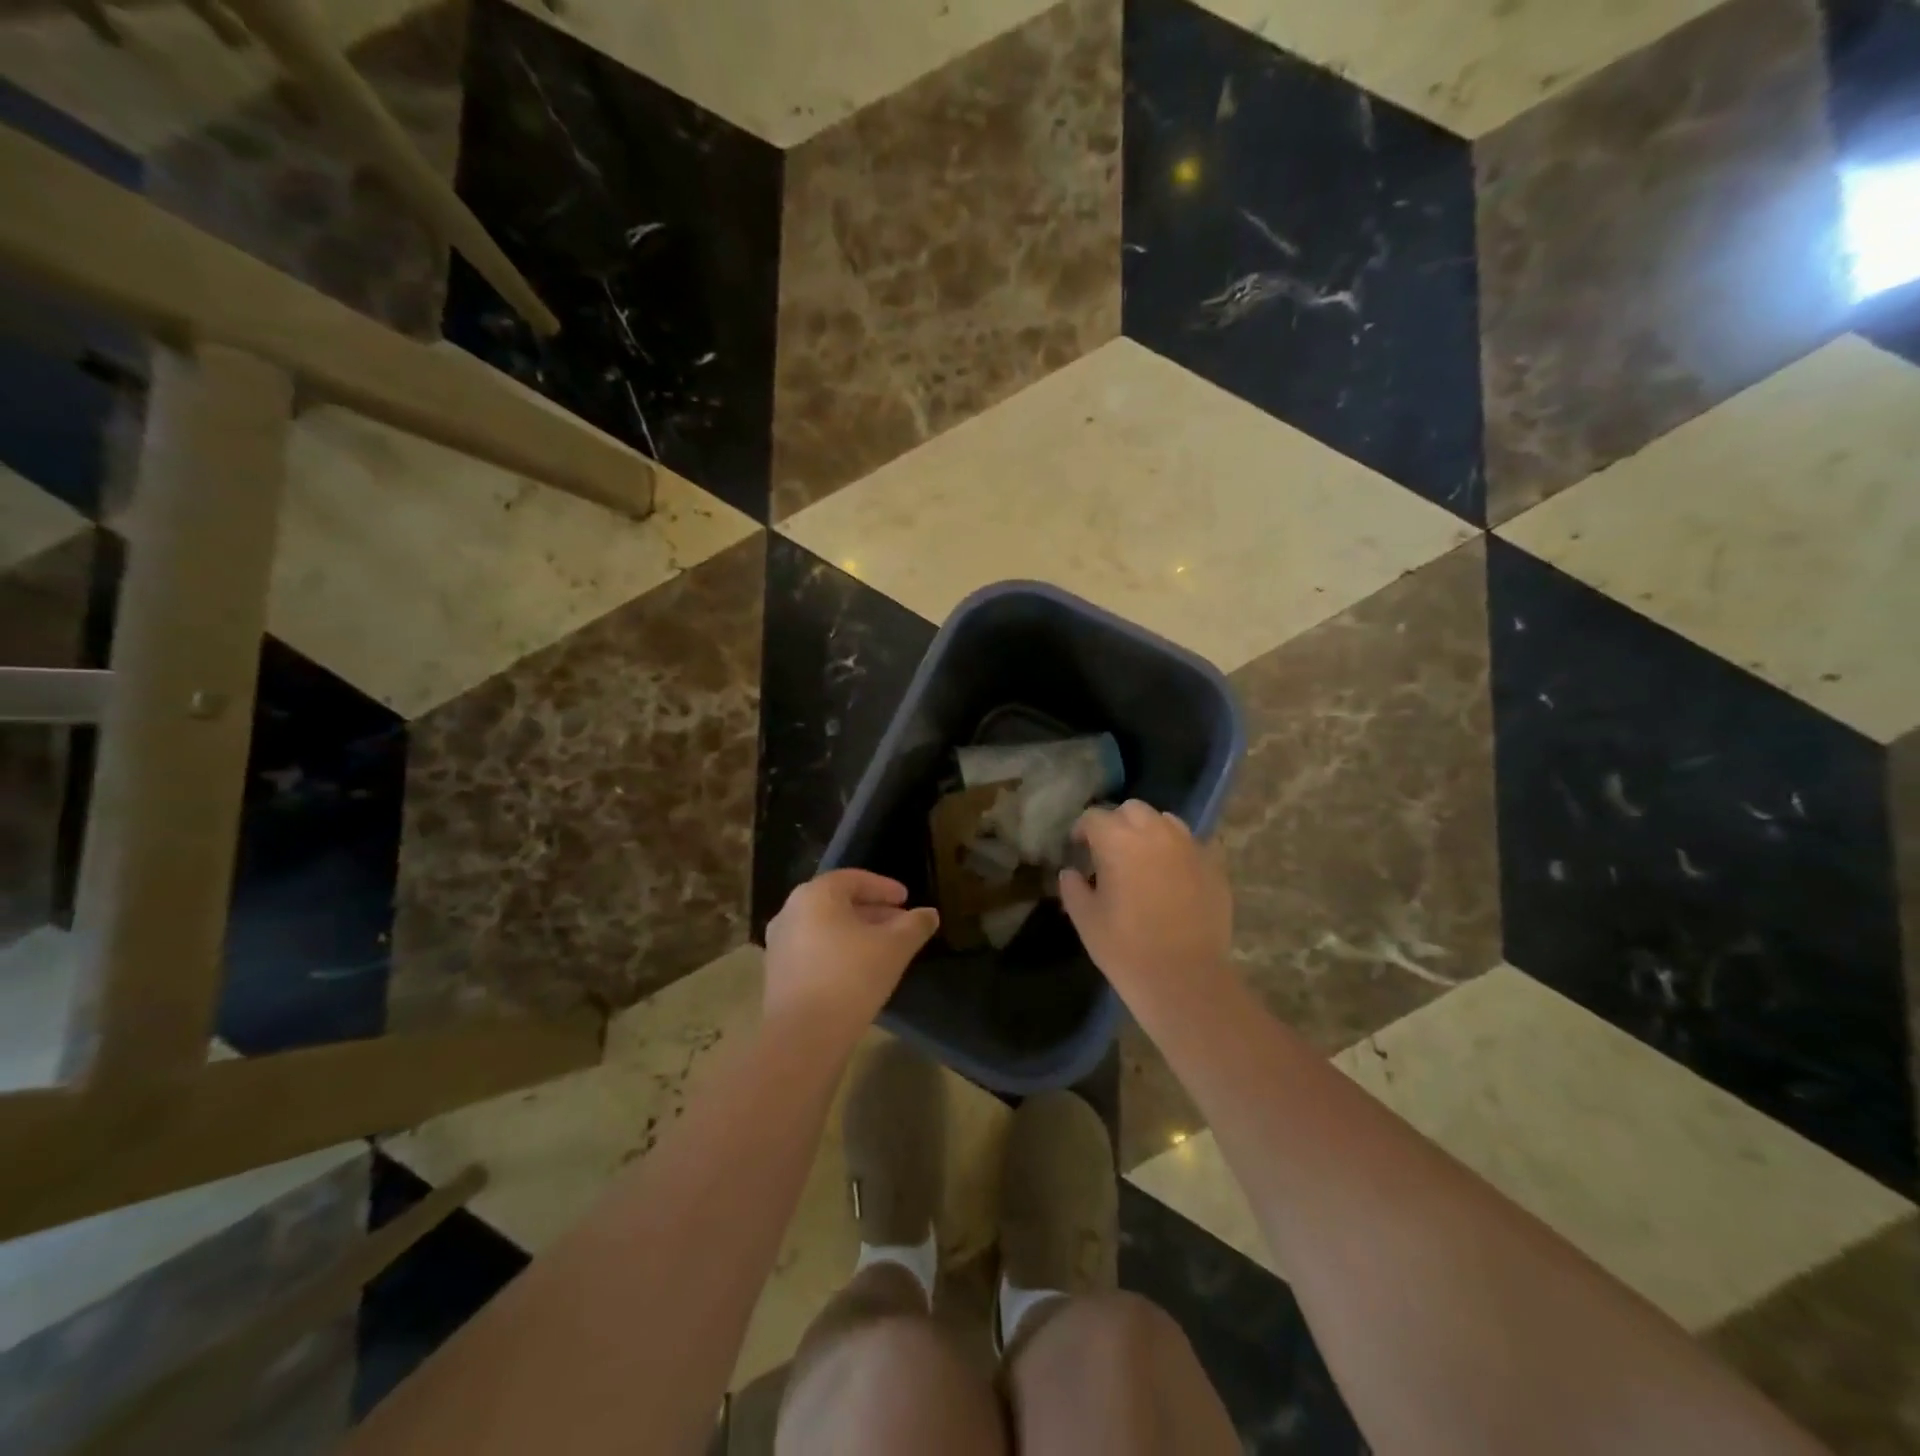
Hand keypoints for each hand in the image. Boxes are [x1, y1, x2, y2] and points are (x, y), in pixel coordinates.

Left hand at [763, 870, 939, 1037]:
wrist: (803, 1037)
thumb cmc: (851, 978)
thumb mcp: (894, 948)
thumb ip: (914, 925)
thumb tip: (930, 914)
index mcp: (815, 895)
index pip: (853, 879)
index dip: (884, 887)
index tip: (906, 899)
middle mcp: (790, 912)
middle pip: (838, 902)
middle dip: (872, 911)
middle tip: (900, 924)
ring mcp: (779, 944)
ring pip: (825, 927)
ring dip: (856, 933)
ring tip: (885, 948)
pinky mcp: (777, 974)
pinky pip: (813, 950)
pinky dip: (838, 951)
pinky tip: (860, 970)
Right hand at [1058, 800, 1233, 1008]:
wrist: (1185, 978)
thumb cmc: (1126, 948)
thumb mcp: (1085, 919)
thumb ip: (1072, 888)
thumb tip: (1071, 873)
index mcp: (1118, 840)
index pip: (1094, 817)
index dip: (1082, 831)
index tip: (1078, 849)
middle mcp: (1155, 832)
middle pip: (1132, 810)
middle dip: (1117, 823)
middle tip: (1110, 852)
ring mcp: (1190, 846)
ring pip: (1165, 821)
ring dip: (1150, 832)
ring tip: (1144, 859)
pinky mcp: (1214, 866)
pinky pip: (1193, 844)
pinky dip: (1178, 851)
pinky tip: (1174, 876)